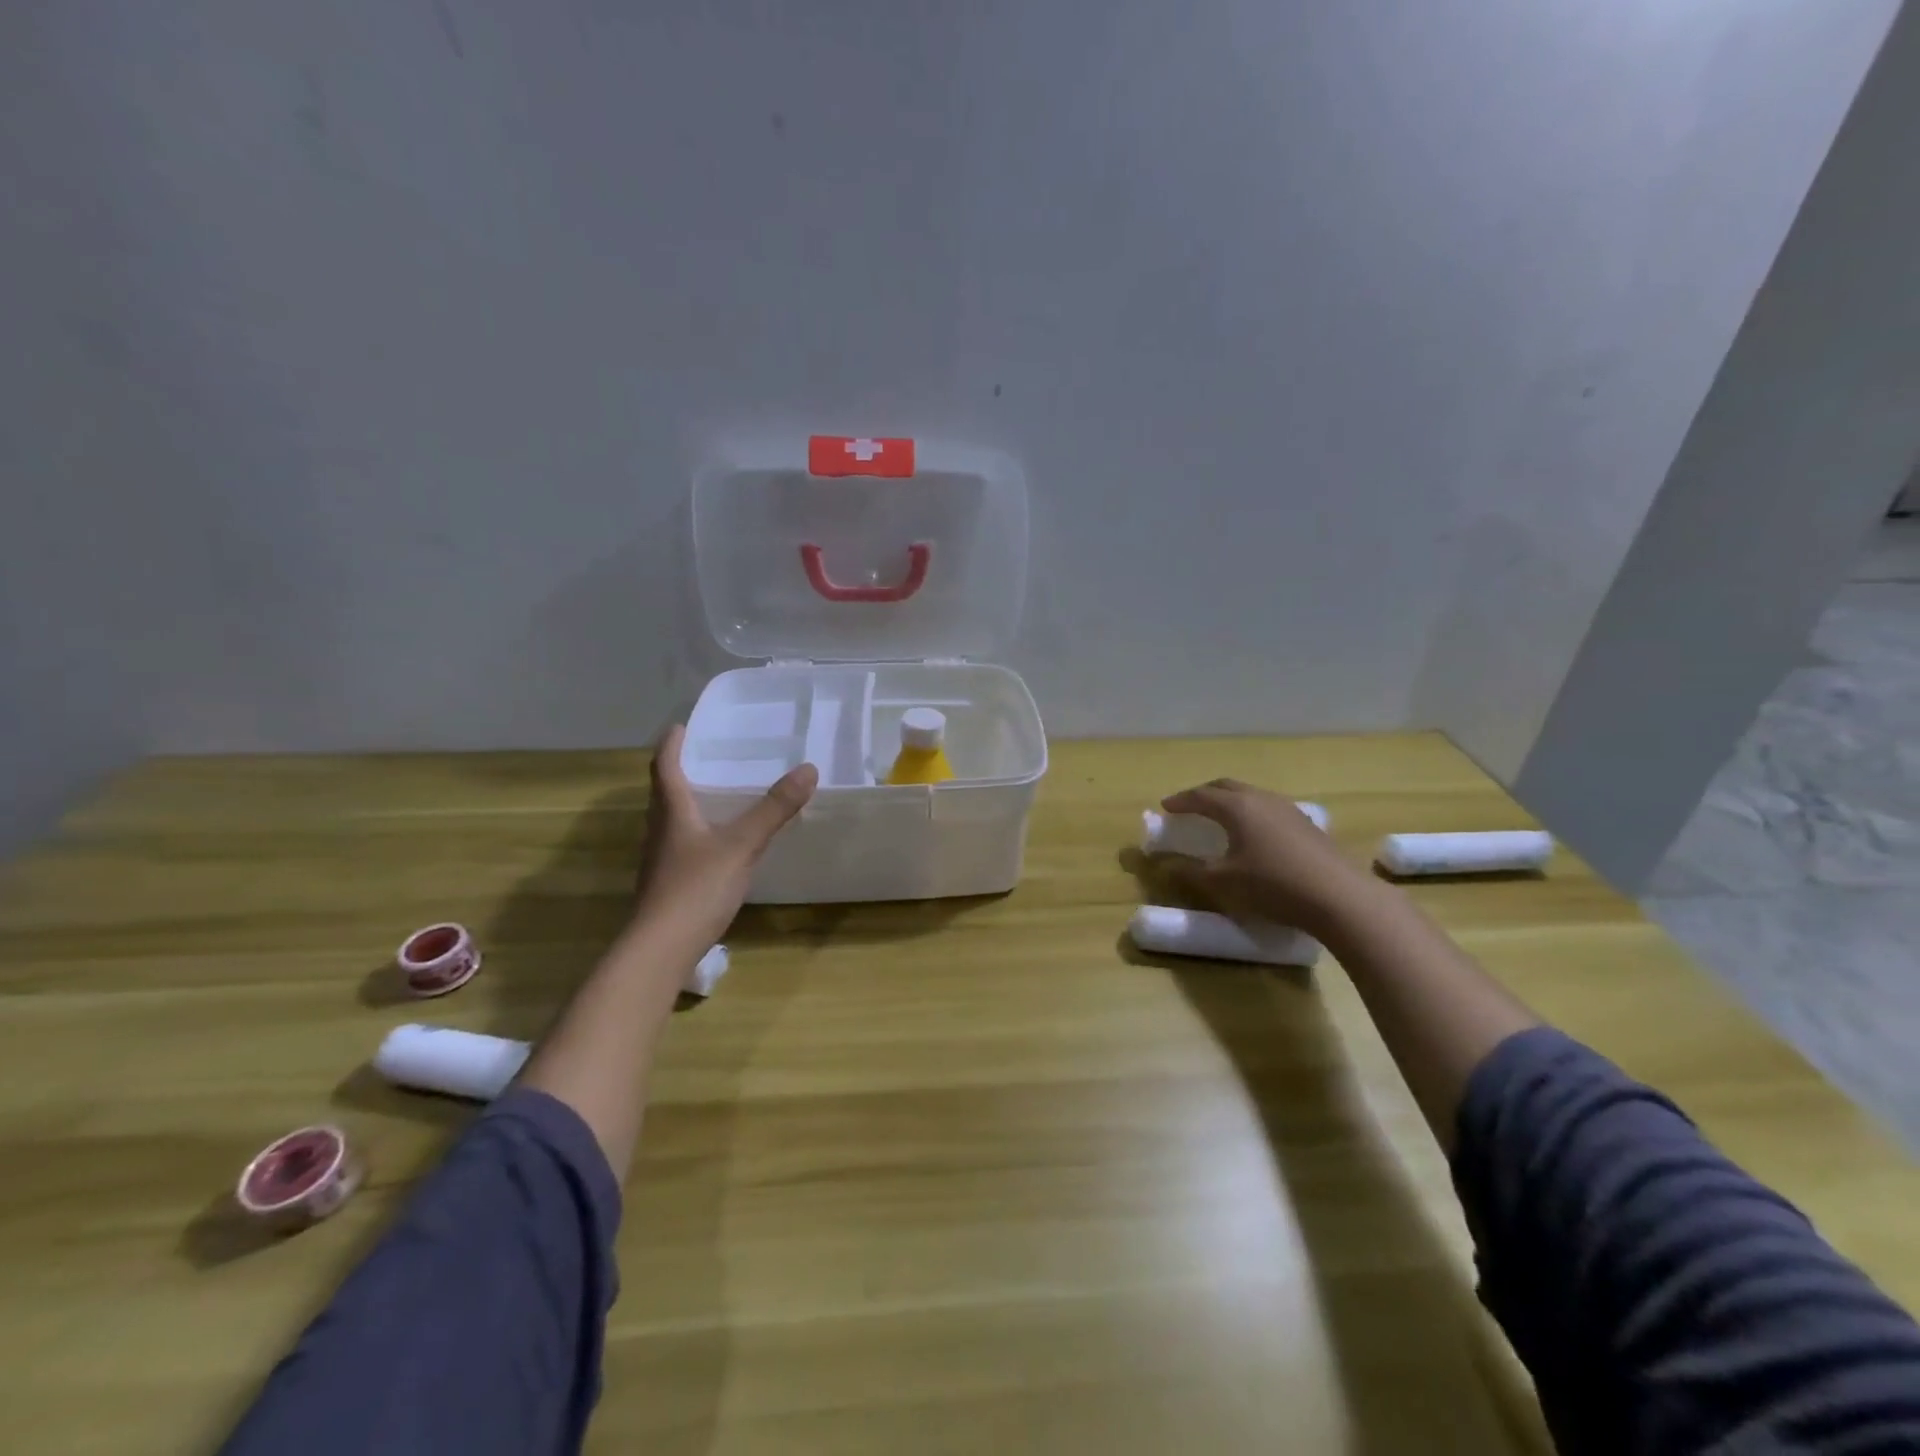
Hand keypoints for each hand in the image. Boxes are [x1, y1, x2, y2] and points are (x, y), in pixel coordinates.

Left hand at [634, 725, 817, 948]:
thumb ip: (774, 809)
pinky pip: (681, 846)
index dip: (671, 745)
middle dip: (681, 772)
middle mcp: (660, 831)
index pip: (665, 767)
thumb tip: (808, 769)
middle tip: (705, 757)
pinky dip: (697, 833)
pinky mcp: (667, 885)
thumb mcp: (742, 844)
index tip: (680, 726)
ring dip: (688, 803)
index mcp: (672, 812)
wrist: (660, 949)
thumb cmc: (696, 888)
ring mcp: (661, 861)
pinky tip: (718, 845)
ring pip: (671, 821)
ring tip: (716, 796)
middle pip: (664, 793)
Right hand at [1155, 778, 1371, 936]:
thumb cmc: (1272, 885)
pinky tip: (1255, 834)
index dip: (1180, 801)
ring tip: (1221, 818)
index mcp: (1237, 807)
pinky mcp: (1307, 825)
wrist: (1339, 897)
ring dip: (1231, 802)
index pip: (1201, 795)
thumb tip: (1167, 865)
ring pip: (1251, 795)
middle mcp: (1262, 799)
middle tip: (1190, 806)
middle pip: (1227, 786)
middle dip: (1205, 793)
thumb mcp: (1223, 882)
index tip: (1165, 807)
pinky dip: (1251, 814)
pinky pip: (1269, 809)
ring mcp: (1289, 809)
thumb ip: (1191, 872)